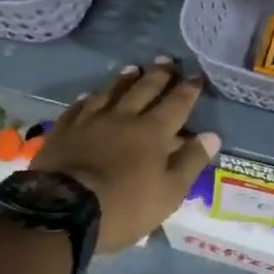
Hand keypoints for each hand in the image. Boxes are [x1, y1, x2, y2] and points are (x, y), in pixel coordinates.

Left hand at [33, 58, 220, 253]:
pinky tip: (91, 94)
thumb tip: (212, 135)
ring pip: (111, 92)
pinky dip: (89, 98)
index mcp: (153, 132)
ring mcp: (90, 122)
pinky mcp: (63, 131)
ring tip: (133, 68)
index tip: (197, 76)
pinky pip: (78, 107)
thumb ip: (191, 162)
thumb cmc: (124, 206)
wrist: (61, 212)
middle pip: (144, 90)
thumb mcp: (169, 193)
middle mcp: (123, 118)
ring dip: (125, 80)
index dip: (189, 89)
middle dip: (159, 75)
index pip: (177, 103)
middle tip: (167, 61)